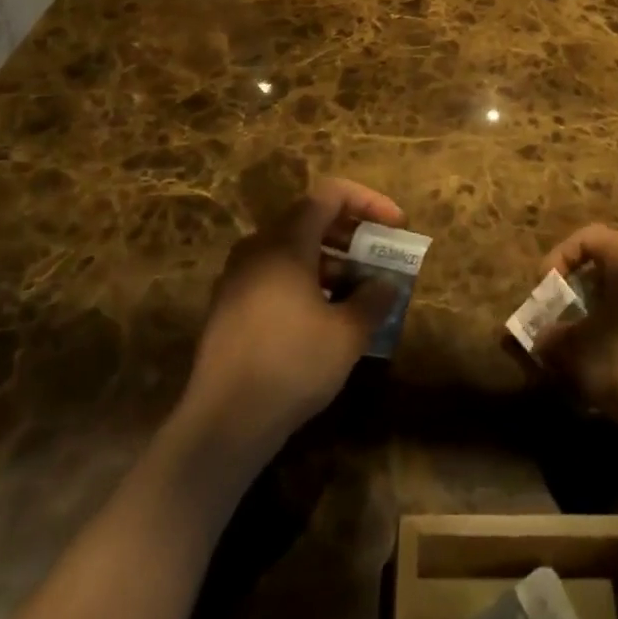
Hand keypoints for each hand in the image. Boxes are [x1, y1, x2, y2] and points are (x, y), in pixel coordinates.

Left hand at [184, 178, 404, 454]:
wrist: (222, 424)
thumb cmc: (291, 365)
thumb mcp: (347, 335)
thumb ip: (373, 300)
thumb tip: (387, 284)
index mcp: (286, 241)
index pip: (331, 194)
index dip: (369, 202)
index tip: (395, 226)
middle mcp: (258, 247)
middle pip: (311, 218)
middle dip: (352, 233)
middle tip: (380, 256)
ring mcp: (238, 276)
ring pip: (292, 249)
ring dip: (330, 259)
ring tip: (359, 289)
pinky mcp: (229, 306)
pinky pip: (275, 274)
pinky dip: (305, 280)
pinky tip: (324, 316)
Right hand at [533, 225, 617, 440]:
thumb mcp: (577, 350)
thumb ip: (551, 337)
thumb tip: (540, 338)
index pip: (588, 236)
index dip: (559, 257)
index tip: (546, 290)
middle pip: (608, 260)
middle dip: (578, 284)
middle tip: (561, 310)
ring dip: (599, 306)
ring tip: (582, 336)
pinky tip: (610, 355)